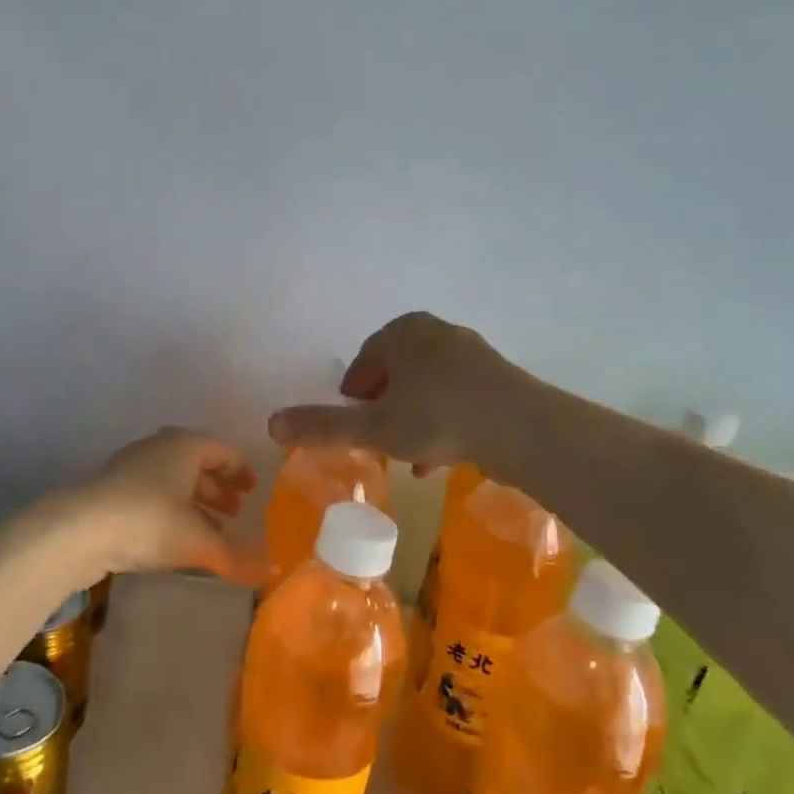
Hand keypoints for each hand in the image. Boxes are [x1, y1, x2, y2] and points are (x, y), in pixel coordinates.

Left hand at [77, 427, 259, 581]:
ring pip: (172, 481)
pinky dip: (170, 511)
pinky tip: (174, 539)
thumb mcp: (198, 541)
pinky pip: (152, 495)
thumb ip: (234, 557)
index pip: (221, 450)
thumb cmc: (149, 521)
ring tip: (211, 530)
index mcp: (184, 446)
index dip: (239, 470)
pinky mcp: (110, 491)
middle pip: (196, 464)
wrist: (78, 530)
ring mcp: (130, 468)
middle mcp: (158, 448)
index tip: (253, 490)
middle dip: (217, 488)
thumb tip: (266, 575)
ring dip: (194, 502)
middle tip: (236, 512)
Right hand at [267, 312, 517, 474]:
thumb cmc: (438, 419)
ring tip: (406, 458)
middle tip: (376, 440)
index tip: (351, 422)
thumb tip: (270, 424)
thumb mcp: (374, 428)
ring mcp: (471, 353)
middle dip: (383, 409)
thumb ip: (322, 426)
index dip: (353, 394)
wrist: (523, 429)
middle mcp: (436, 333)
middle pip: (396, 373)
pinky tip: (437, 460)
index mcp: (403, 333)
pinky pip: (456, 398)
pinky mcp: (497, 378)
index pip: (365, 360)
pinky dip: (441, 423)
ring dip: (412, 421)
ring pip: (427, 389)